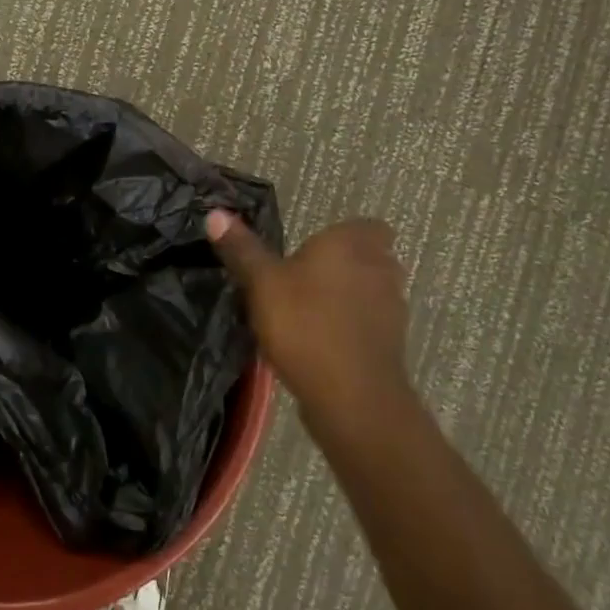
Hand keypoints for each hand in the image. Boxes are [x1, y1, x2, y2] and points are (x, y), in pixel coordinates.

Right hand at [207, 210, 409, 432]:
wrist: (352, 396)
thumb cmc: (305, 324)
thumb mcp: (261, 283)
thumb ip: (242, 249)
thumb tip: (216, 213)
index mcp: (351, 244)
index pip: (366, 226)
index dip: (345, 235)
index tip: (316, 248)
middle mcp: (380, 268)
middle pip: (371, 258)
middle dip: (346, 265)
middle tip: (308, 277)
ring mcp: (392, 308)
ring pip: (373, 292)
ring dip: (350, 297)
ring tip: (312, 312)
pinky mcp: (393, 344)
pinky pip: (372, 324)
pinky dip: (353, 328)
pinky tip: (323, 342)